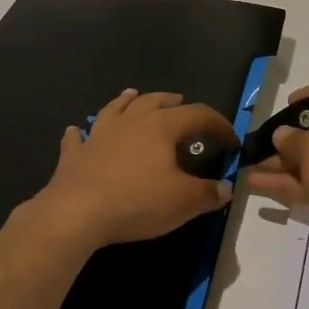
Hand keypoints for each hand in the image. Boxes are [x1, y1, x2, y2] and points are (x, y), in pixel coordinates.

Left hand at [32, 89, 236, 249]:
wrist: (77, 212)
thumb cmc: (137, 201)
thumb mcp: (183, 202)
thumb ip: (208, 193)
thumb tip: (226, 189)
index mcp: (161, 127)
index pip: (198, 115)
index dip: (219, 125)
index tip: (232, 142)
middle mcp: (130, 122)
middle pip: (154, 101)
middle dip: (172, 102)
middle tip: (182, 104)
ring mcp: (99, 135)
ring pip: (115, 108)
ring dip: (127, 101)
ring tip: (132, 95)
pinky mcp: (75, 154)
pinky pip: (78, 137)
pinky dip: (80, 132)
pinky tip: (76, 130)